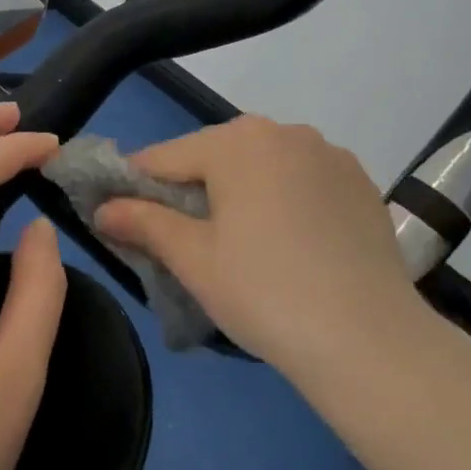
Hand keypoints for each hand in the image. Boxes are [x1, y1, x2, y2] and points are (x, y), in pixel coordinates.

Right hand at [94, 116, 414, 375]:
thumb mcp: (193, 258)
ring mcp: (329, 154)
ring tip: (240, 243)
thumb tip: (102, 207)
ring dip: (240, 192)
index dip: (135, 185)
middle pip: (216, 156)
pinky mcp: (360, 182)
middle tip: (183, 239)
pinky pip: (302, 180)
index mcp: (236, 141)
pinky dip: (284, 200)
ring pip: (262, 166)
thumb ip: (143, 222)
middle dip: (191, 189)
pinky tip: (289, 242)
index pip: (165, 157)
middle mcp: (284, 131)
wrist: (368, 338)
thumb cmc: (264, 291)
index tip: (118, 213)